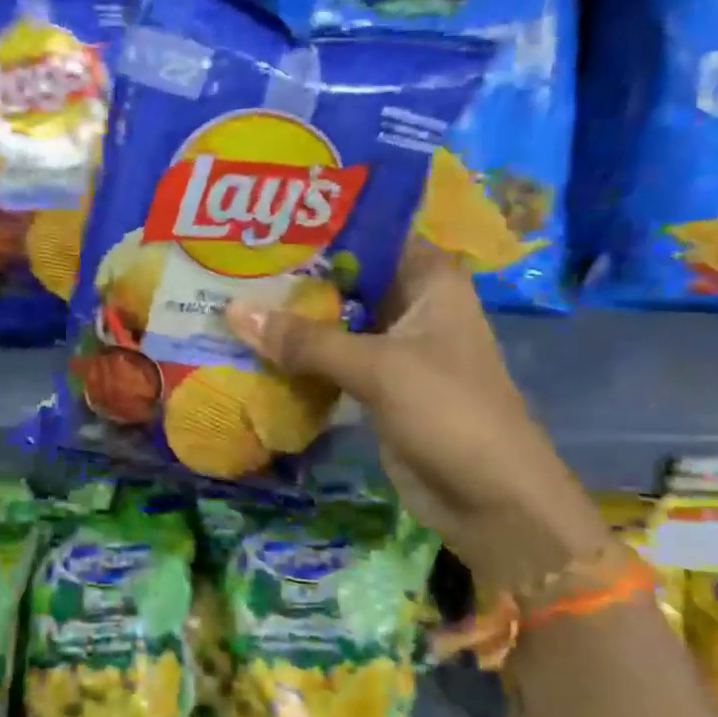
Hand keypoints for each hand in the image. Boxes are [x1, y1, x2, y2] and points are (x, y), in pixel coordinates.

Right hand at [224, 243, 610, 596]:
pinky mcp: (376, 385)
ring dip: (290, 318)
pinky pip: (329, 360)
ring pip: (333, 320)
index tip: (263, 216)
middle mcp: (410, 303)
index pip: (369, 232)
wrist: (490, 500)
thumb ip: (306, 340)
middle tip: (230, 260)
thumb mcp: (377, 367)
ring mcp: (392, 347)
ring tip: (227, 295)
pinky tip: (251, 346)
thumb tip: (233, 311)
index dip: (320, 224)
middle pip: (344, 277)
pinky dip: (298, 356)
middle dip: (293, 274)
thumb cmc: (448, 413)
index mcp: (428, 279)